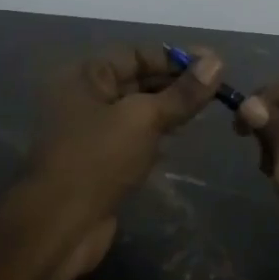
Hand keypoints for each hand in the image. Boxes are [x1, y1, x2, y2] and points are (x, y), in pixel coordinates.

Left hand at [28, 43, 222, 224]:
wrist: (61, 224)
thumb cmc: (98, 159)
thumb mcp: (143, 119)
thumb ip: (181, 93)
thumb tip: (216, 61)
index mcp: (85, 76)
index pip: (136, 54)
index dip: (174, 59)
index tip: (213, 66)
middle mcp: (84, 97)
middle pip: (136, 80)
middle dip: (175, 84)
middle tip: (217, 90)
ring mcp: (90, 131)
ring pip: (137, 111)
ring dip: (169, 110)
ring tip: (206, 111)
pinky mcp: (100, 161)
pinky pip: (133, 138)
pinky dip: (156, 135)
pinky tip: (181, 138)